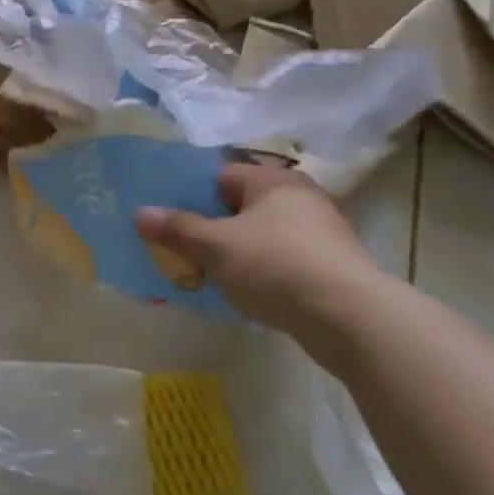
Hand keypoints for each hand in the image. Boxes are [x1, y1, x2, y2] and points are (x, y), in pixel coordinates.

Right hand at [136, 163, 387, 362]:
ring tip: (212, 275)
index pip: (221, 175)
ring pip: (264, 235)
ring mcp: (323, 233)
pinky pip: (286, 260)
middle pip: (243, 206)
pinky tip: (250, 293)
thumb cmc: (276, 266)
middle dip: (214, 227)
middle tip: (187, 249)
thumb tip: (141, 213)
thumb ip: (178, 229)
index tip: (172, 220)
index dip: (192, 195)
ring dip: (239, 252)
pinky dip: (265, 272)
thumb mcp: (216, 247)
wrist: (352, 319)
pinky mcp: (335, 267)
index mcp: (273, 181)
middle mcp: (302, 197)